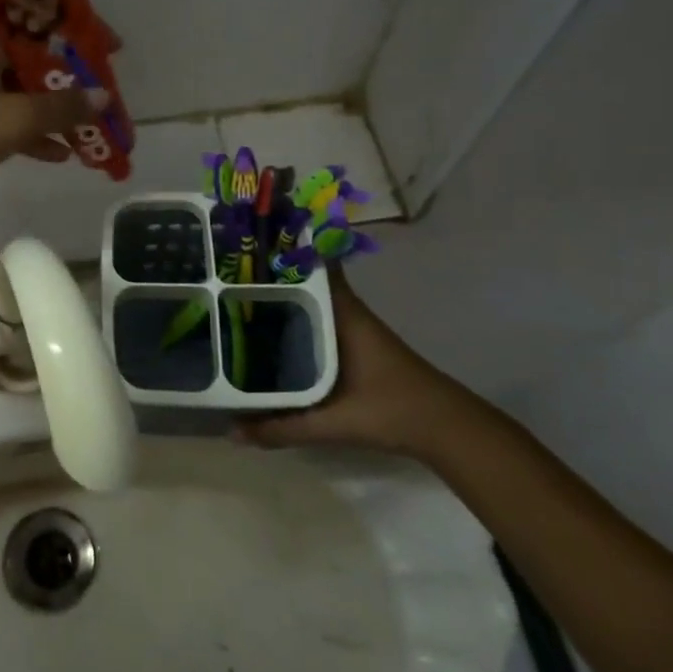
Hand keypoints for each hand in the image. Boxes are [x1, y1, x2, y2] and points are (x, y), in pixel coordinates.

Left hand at [0, 20, 109, 205]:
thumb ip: (61, 107)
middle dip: (71, 78)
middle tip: (102, 93)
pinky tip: (58, 154)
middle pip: (33, 57)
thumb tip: (103, 98)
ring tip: (89, 128)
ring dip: (53, 108)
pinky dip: (30, 130)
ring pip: (20, 90)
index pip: (39, 19)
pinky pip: (4, 116)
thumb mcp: (14, 119)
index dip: (78, 30)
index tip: (110, 48)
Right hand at [238, 268, 465, 455]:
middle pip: (303, 281)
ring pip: (309, 302)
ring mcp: (352, 327)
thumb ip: (282, 428)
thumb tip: (232, 431)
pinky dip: (294, 320)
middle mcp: (346, 311)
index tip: (246, 240)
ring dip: (281, 298)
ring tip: (236, 298)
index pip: (311, 264)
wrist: (446, 429)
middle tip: (225, 272)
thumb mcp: (333, 422)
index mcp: (343, 313)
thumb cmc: (391, 410)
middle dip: (269, 275)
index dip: (282, 248)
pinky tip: (270, 334)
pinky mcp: (355, 345)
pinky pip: (316, 321)